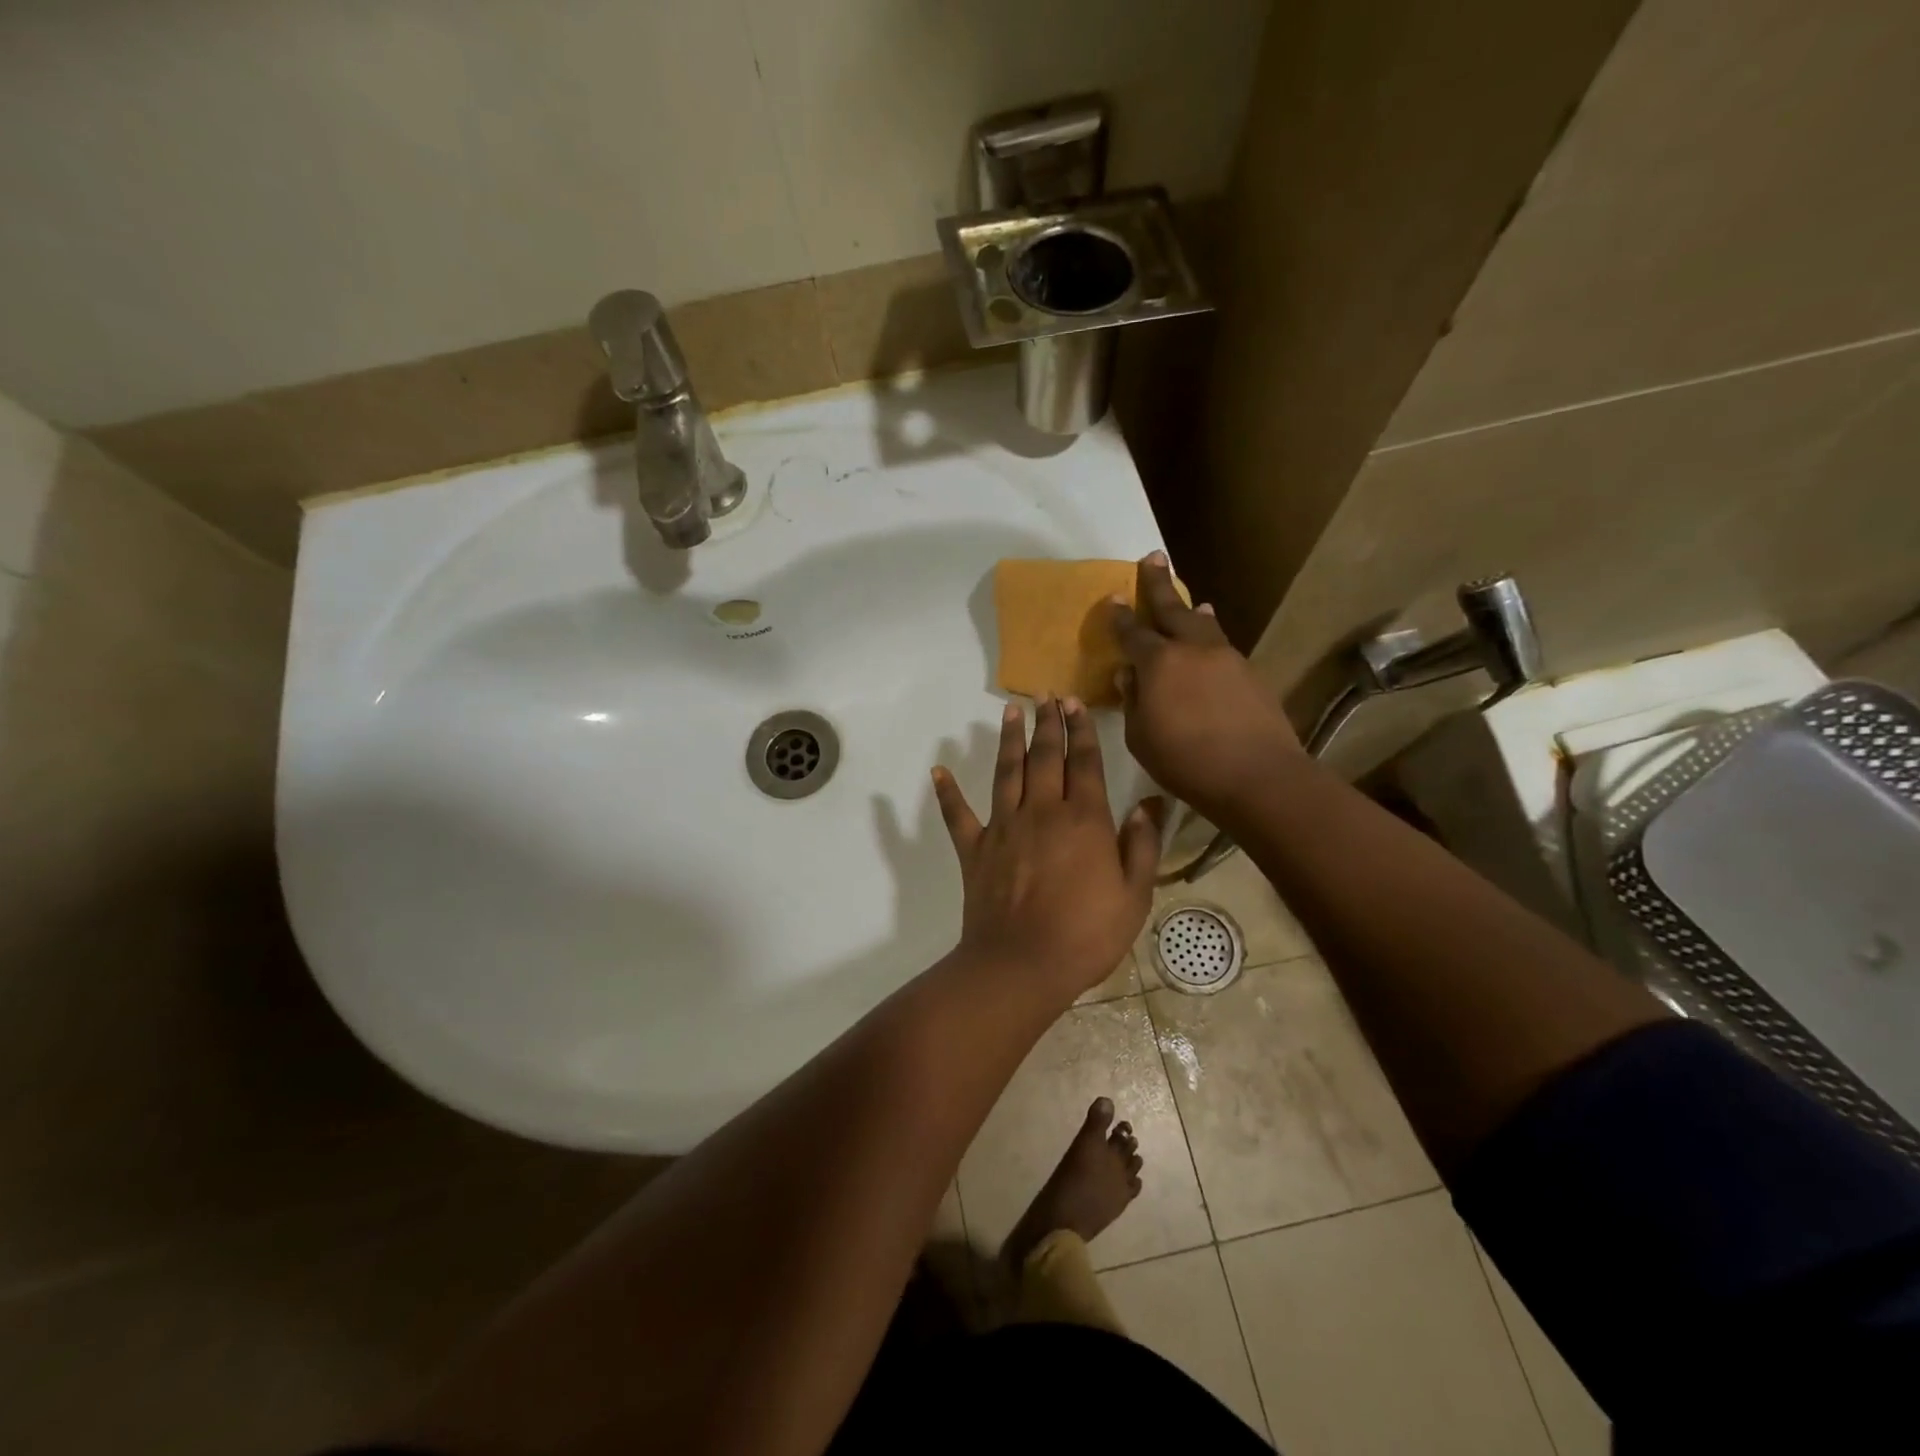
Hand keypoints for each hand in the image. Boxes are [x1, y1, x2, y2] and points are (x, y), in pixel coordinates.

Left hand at [932, 698, 1163, 996]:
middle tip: (1047, 697)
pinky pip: (958, 815)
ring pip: (1007, 772)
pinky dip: (947, 793)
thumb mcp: (1134, 895)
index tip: (1075, 703)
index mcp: (1084, 819)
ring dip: (1009, 740)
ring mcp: (1004, 827)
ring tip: (1010, 711)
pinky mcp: (975, 849)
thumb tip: (1148, 803)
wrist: (1023, 964)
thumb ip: (1142, 846)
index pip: (1084, 763)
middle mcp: (1042, 812)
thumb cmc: (1087, 934)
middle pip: (1045, 757)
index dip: (1081, 731)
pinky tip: (939, 771)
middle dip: (1048, 724)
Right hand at [1109, 552, 1300, 820]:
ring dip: (1190, 609)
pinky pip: (1222, 644)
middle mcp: (1192, 649)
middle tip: (1152, 557)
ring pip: (1203, 624)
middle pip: (1171, 609)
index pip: (1132, 632)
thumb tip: (1128, 674)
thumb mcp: (1140, 737)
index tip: (1113, 597)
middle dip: (1157, 584)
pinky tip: (1210, 640)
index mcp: (1158, 662)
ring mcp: (1225, 657)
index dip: (1120, 616)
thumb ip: (1132, 700)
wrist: (1256, 774)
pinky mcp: (1249, 673)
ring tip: (1188, 600)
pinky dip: (1211, 634)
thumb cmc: (1185, 761)